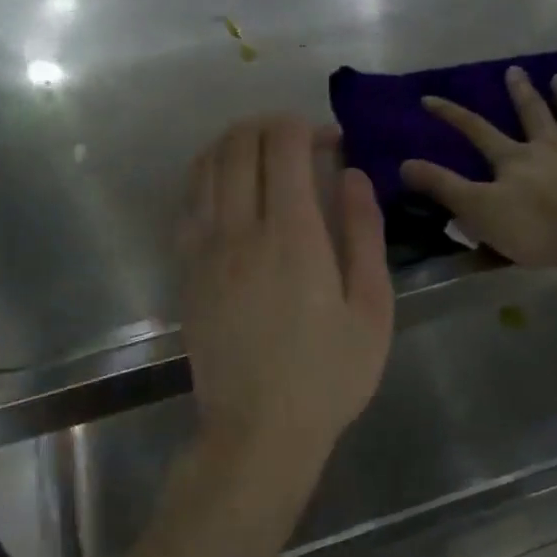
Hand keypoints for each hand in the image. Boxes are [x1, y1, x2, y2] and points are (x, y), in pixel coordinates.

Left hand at [179, 116, 393, 472]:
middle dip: (269, 125)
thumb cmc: (328, 375)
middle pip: (239, 145)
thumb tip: (354, 175)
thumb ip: (364, 233)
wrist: (258, 430)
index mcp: (292, 235)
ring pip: (206, 166)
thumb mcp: (371, 308)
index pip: (283, 146)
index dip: (304, 127)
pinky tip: (225, 184)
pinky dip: (206, 175)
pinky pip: (187, 201)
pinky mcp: (186, 269)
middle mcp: (240, 229)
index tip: (329, 140)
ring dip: (233, 143)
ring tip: (261, 151)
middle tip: (298, 140)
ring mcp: (204, 249)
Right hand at [400, 67, 556, 268]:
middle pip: (532, 114)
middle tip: (515, 70)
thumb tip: (404, 164)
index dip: (452, 115)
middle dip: (521, 93)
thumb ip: (444, 187)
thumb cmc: (539, 227)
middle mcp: (550, 147)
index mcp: (514, 160)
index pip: (476, 131)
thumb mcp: (480, 211)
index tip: (430, 98)